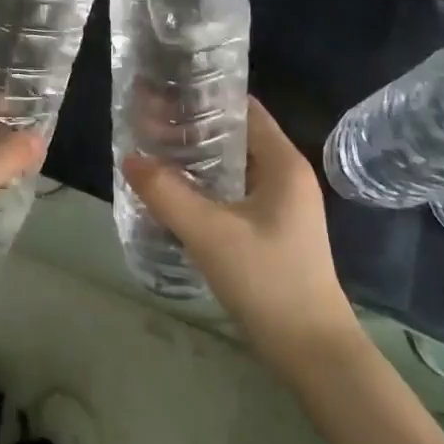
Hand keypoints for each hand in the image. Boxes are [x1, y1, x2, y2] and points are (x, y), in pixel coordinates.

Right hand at [122, 97, 361, 376]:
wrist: (313, 353)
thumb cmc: (268, 281)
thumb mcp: (210, 233)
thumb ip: (166, 192)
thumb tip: (129, 158)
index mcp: (283, 163)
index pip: (243, 107)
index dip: (205, 95)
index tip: (164, 91)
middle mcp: (287, 175)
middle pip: (236, 134)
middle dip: (193, 126)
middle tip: (148, 121)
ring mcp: (283, 205)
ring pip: (234, 164)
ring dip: (198, 156)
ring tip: (154, 150)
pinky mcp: (275, 229)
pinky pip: (236, 190)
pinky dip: (207, 183)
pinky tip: (176, 191)